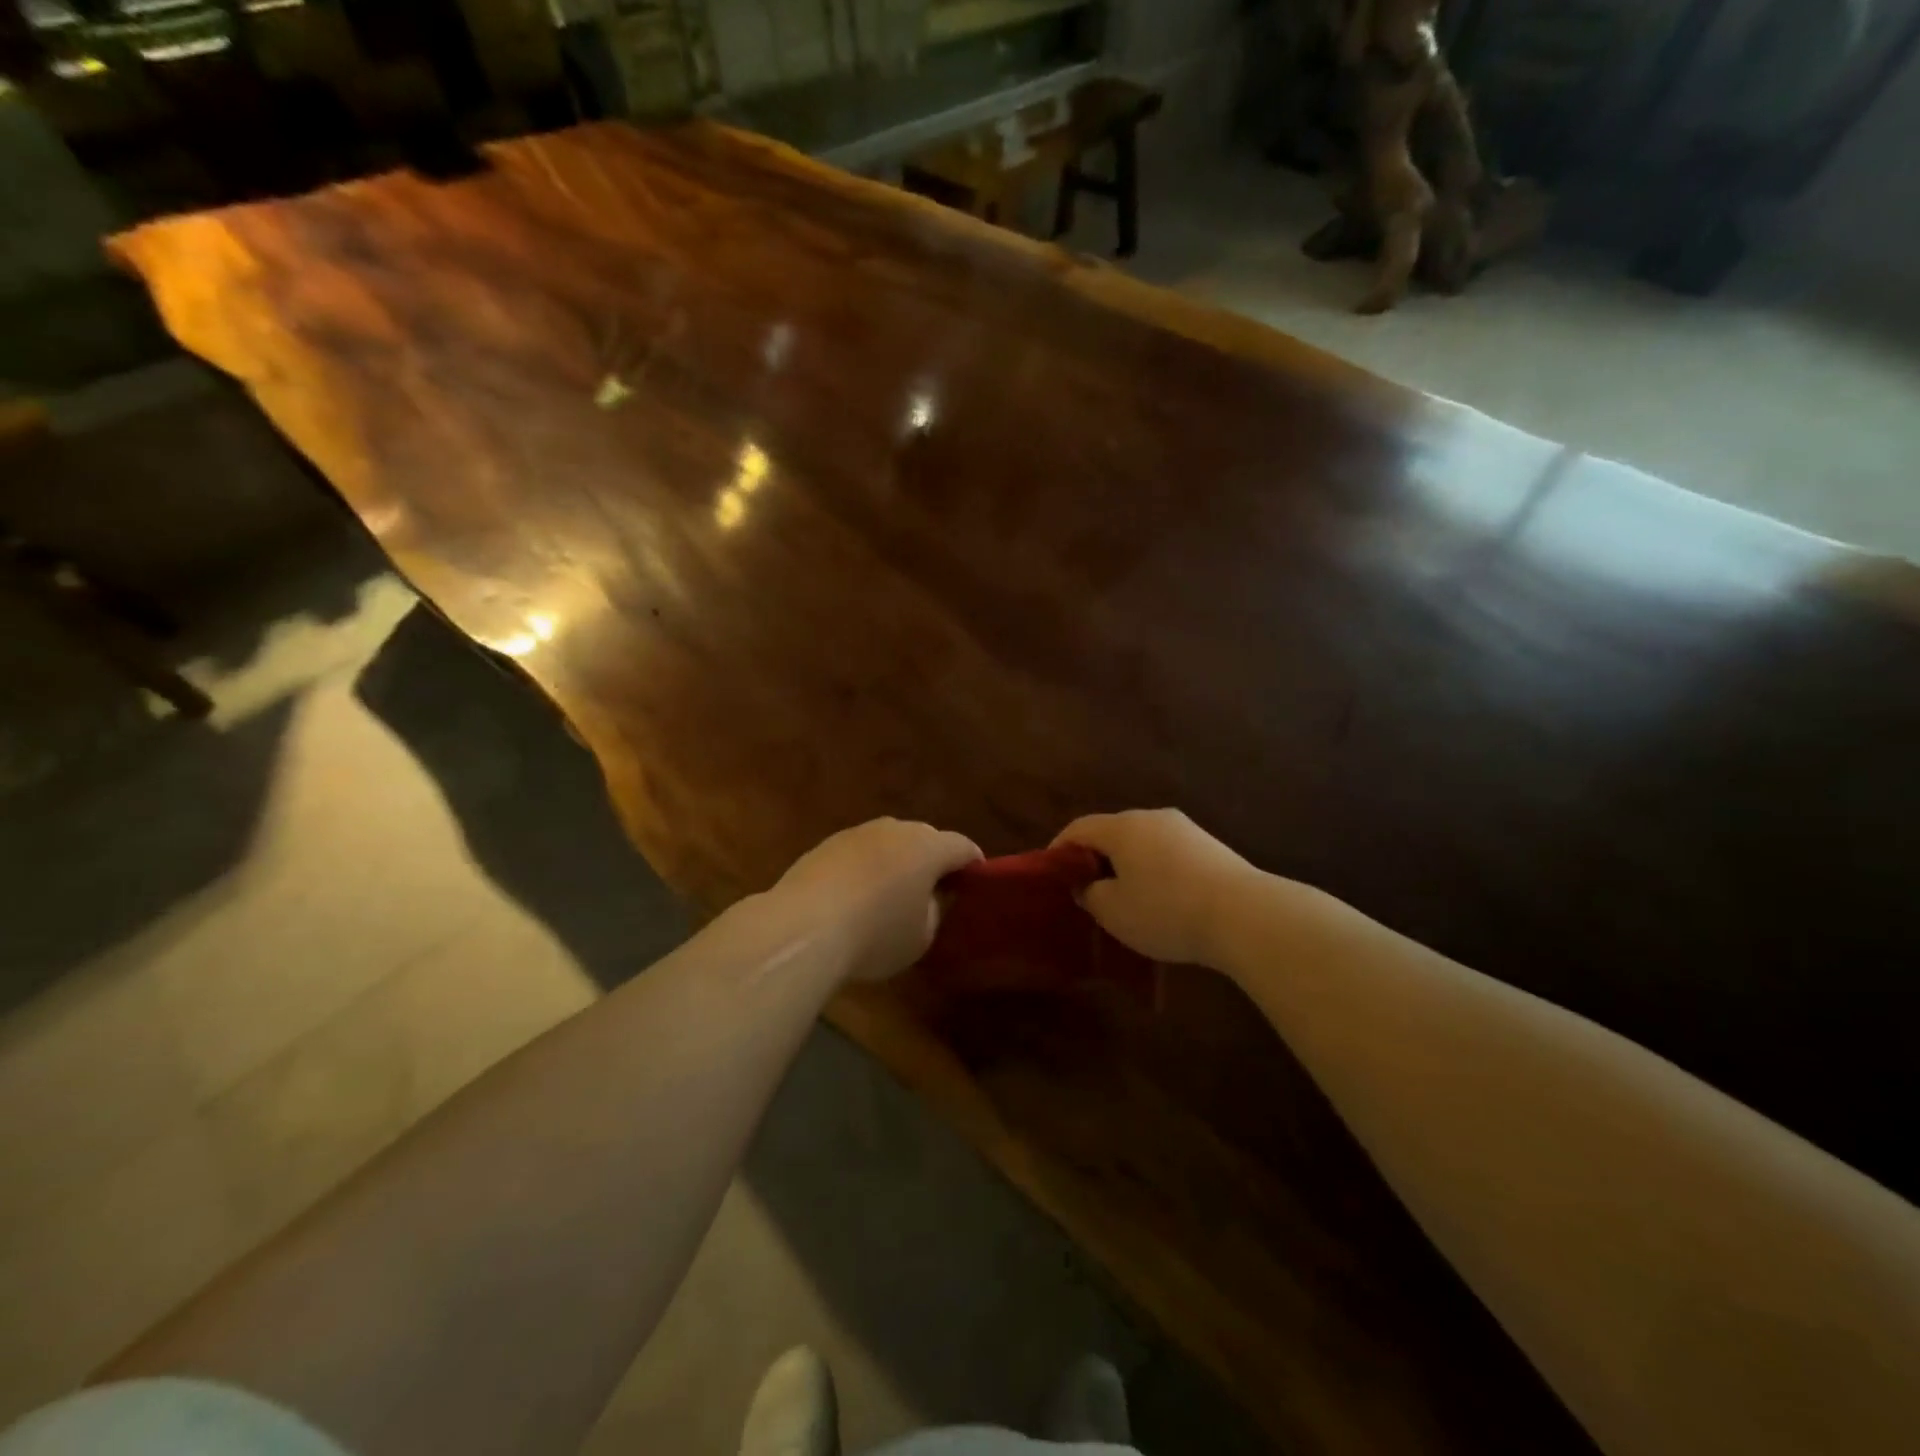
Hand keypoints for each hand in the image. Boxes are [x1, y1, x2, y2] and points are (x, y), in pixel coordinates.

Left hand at [770, 819, 981, 982]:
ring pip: (889, 843)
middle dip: (933, 860)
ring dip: (897, 862)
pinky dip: (866, 868)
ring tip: (892, 893)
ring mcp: (857, 833)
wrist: (803, 927)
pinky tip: (856, 896)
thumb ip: (935, 911)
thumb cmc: (876, 934)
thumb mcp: (921, 937)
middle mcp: (895, 829)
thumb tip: (931, 898)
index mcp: (928, 847)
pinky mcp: (826, 844)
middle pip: (925, 838)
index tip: (975, 881)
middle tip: (933, 889)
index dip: (973, 864)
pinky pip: (859, 853)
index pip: (963, 846)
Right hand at [1052, 809, 1259, 967]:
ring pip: (1142, 843)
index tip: (1051, 874)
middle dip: (1094, 859)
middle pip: (1112, 832)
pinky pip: (1168, 853)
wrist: (1245, 915)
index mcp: (1122, 827)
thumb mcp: (1114, 912)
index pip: (1078, 828)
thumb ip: (1089, 894)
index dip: (1059, 850)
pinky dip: (1155, 870)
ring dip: (1127, 865)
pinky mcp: (1210, 846)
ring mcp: (1185, 829)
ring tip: (1124, 898)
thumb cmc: (1167, 911)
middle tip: (1086, 890)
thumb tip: (1087, 884)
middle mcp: (1152, 817)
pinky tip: (1162, 899)